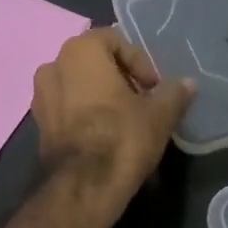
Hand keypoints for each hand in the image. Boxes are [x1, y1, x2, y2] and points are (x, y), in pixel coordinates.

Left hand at [32, 27, 194, 204]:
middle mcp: (53, 65)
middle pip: (95, 61)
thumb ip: (174, 93)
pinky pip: (67, 106)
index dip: (140, 61)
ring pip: (79, 84)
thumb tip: (189, 84)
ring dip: (102, 94)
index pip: (115, 40)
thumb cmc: (123, 137)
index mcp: (80, 51)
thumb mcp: (159, 114)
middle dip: (121, 77)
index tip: (154, 87)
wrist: (84, 187)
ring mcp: (40, 95)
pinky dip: (85, 112)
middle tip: (143, 100)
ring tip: (125, 118)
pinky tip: (105, 133)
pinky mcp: (38, 124)